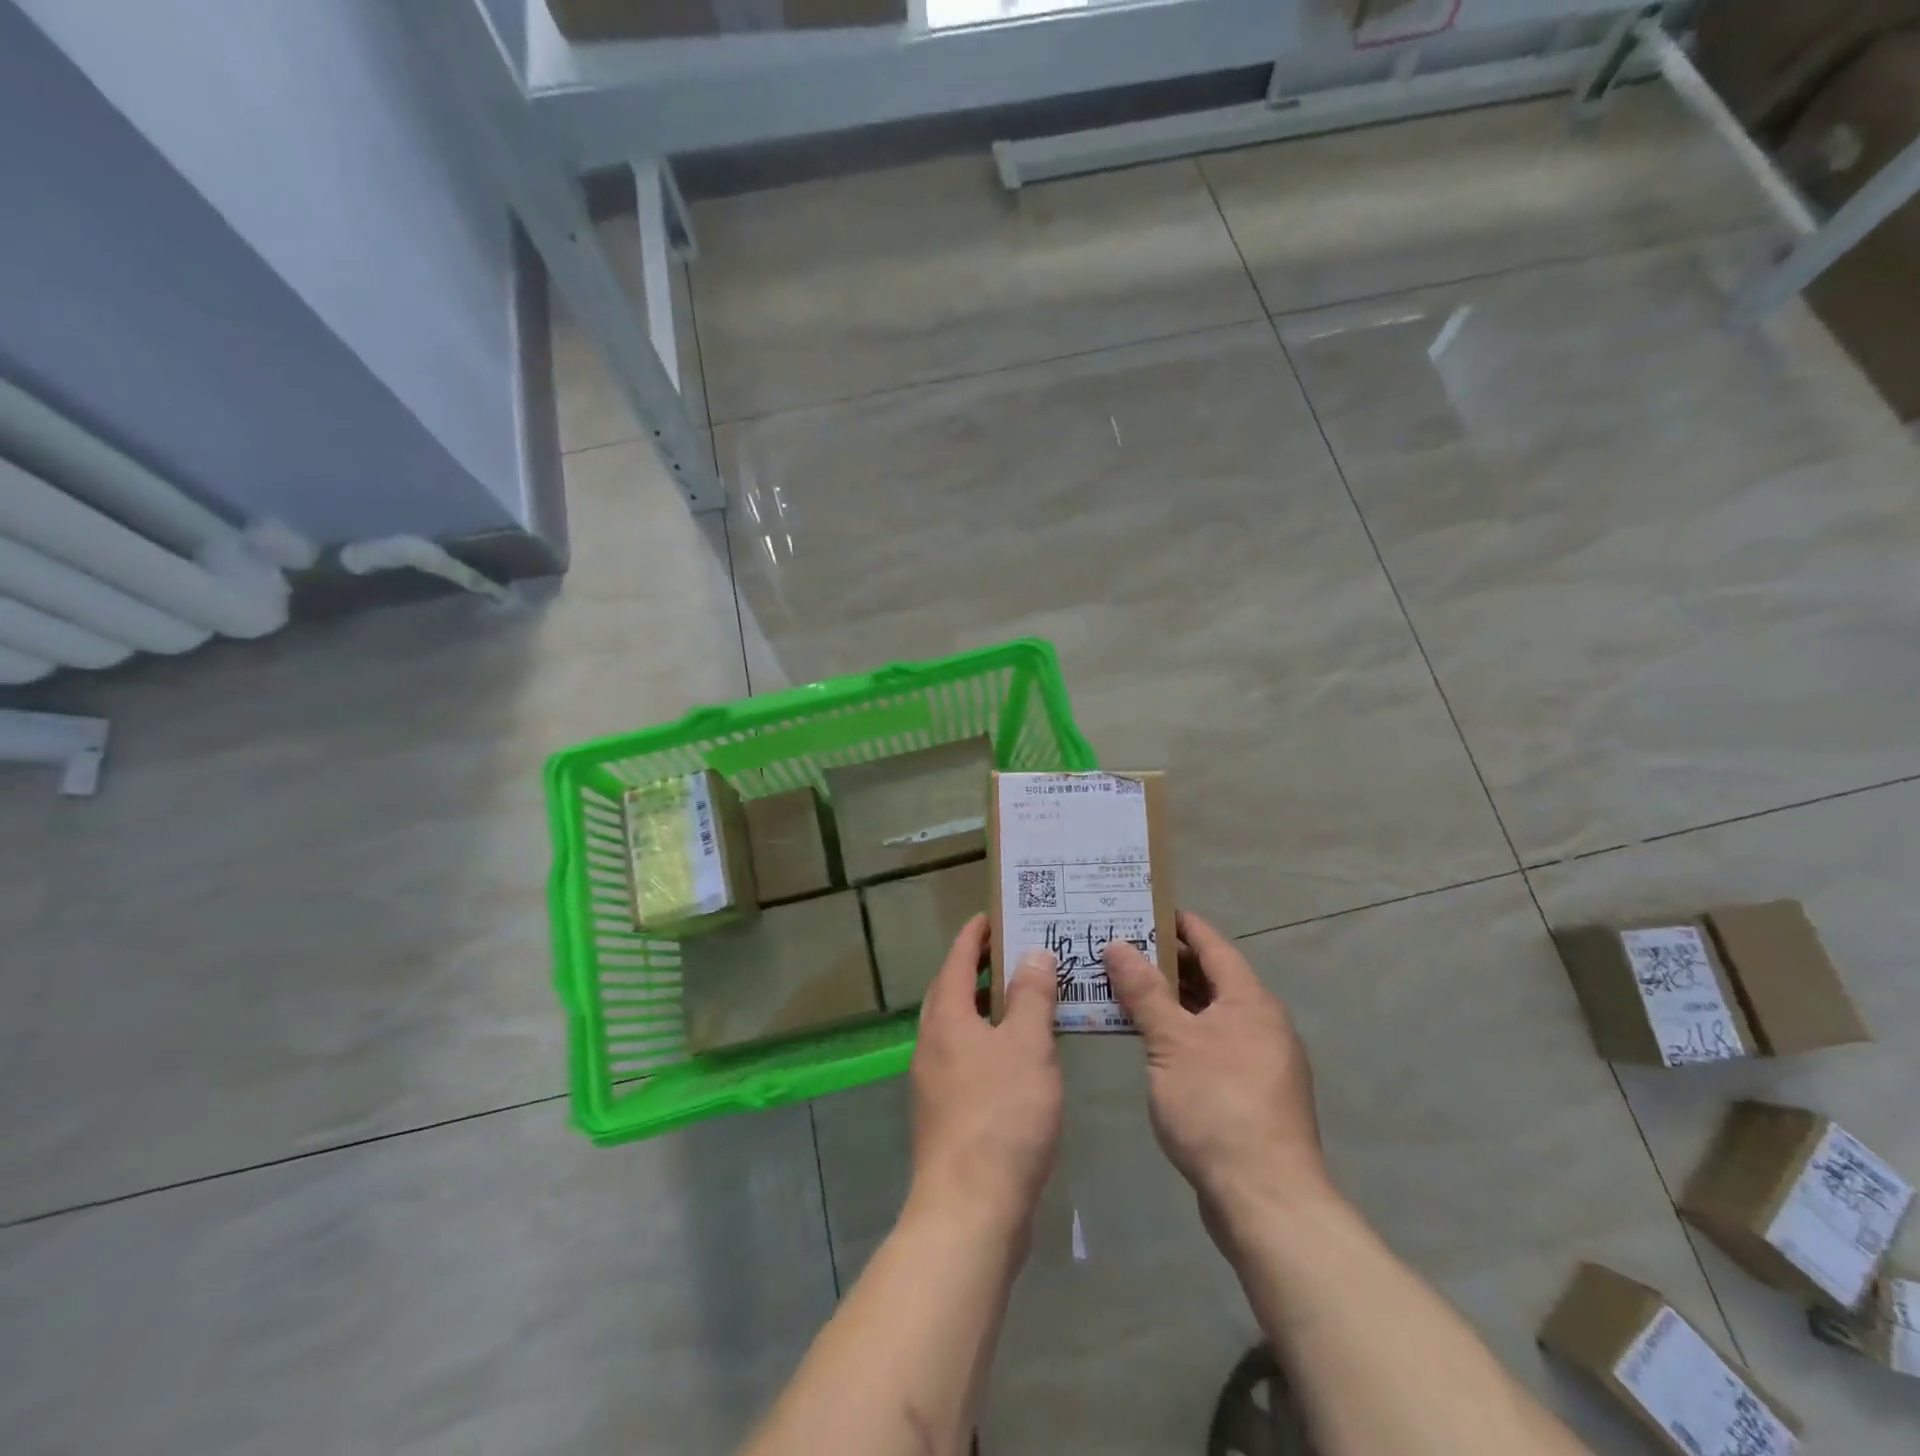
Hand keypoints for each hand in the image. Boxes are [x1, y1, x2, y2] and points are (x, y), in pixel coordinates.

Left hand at [908, 915, 1062, 1242]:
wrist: (969, 1209)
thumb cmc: (1002, 1115)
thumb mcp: (1028, 1045)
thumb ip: (1031, 996)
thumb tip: (1032, 954)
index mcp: (946, 1018)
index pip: (956, 960)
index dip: (974, 936)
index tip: (991, 917)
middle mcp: (931, 1044)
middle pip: (951, 993)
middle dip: (977, 970)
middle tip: (1012, 953)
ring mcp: (934, 1083)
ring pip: (959, 1030)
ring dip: (985, 1009)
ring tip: (1023, 1001)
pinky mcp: (946, 1117)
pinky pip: (967, 1061)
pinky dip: (989, 1045)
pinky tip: (1019, 1060)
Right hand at [1103, 911, 1333, 1234]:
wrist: (1266, 1200)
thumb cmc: (1218, 1106)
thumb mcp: (1171, 1042)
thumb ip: (1144, 991)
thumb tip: (1118, 944)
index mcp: (1250, 1001)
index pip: (1212, 945)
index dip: (1179, 924)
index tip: (1143, 907)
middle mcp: (1261, 1023)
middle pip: (1210, 978)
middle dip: (1165, 962)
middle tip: (1119, 948)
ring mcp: (1259, 1061)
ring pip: (1208, 1014)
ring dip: (1170, 1001)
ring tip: (1124, 988)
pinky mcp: (1250, 1094)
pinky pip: (1211, 1044)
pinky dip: (1180, 1033)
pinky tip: (1149, 1041)